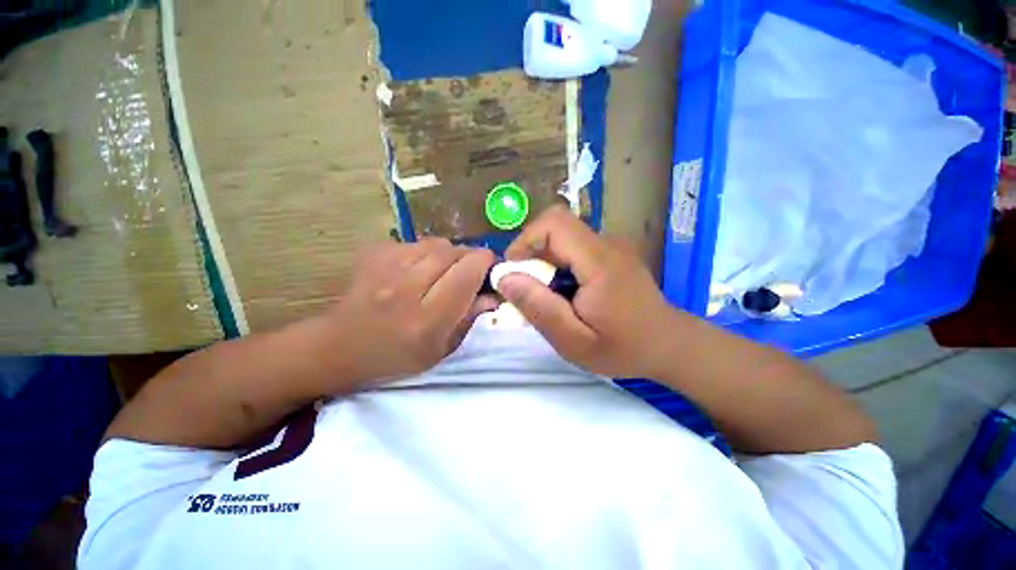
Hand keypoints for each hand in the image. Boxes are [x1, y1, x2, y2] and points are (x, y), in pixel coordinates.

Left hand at [326, 238, 496, 382]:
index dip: (486, 264)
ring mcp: (387, 266)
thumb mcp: (440, 351)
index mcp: (427, 318)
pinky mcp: (375, 254)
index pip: (468, 273)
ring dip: (449, 254)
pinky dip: (426, 253)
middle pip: (455, 252)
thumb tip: (492, 295)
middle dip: (470, 258)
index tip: (490, 269)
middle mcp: (407, 287)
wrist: (338, 346)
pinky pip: (416, 243)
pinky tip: (418, 269)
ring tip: (443, 271)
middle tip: (469, 272)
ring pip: (437, 243)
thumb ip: (469, 320)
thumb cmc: (395, 357)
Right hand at [498, 206, 682, 377]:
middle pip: (555, 229)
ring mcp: (611, 246)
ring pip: (563, 239)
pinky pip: (574, 248)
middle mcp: (607, 243)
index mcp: (599, 261)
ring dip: (544, 262)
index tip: (513, 273)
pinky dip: (558, 266)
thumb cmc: (623, 348)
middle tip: (528, 290)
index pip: (553, 223)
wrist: (668, 344)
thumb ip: (539, 308)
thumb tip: (504, 278)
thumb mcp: (573, 341)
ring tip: (548, 296)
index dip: (524, 241)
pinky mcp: (611, 252)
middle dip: (531, 255)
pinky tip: (565, 292)